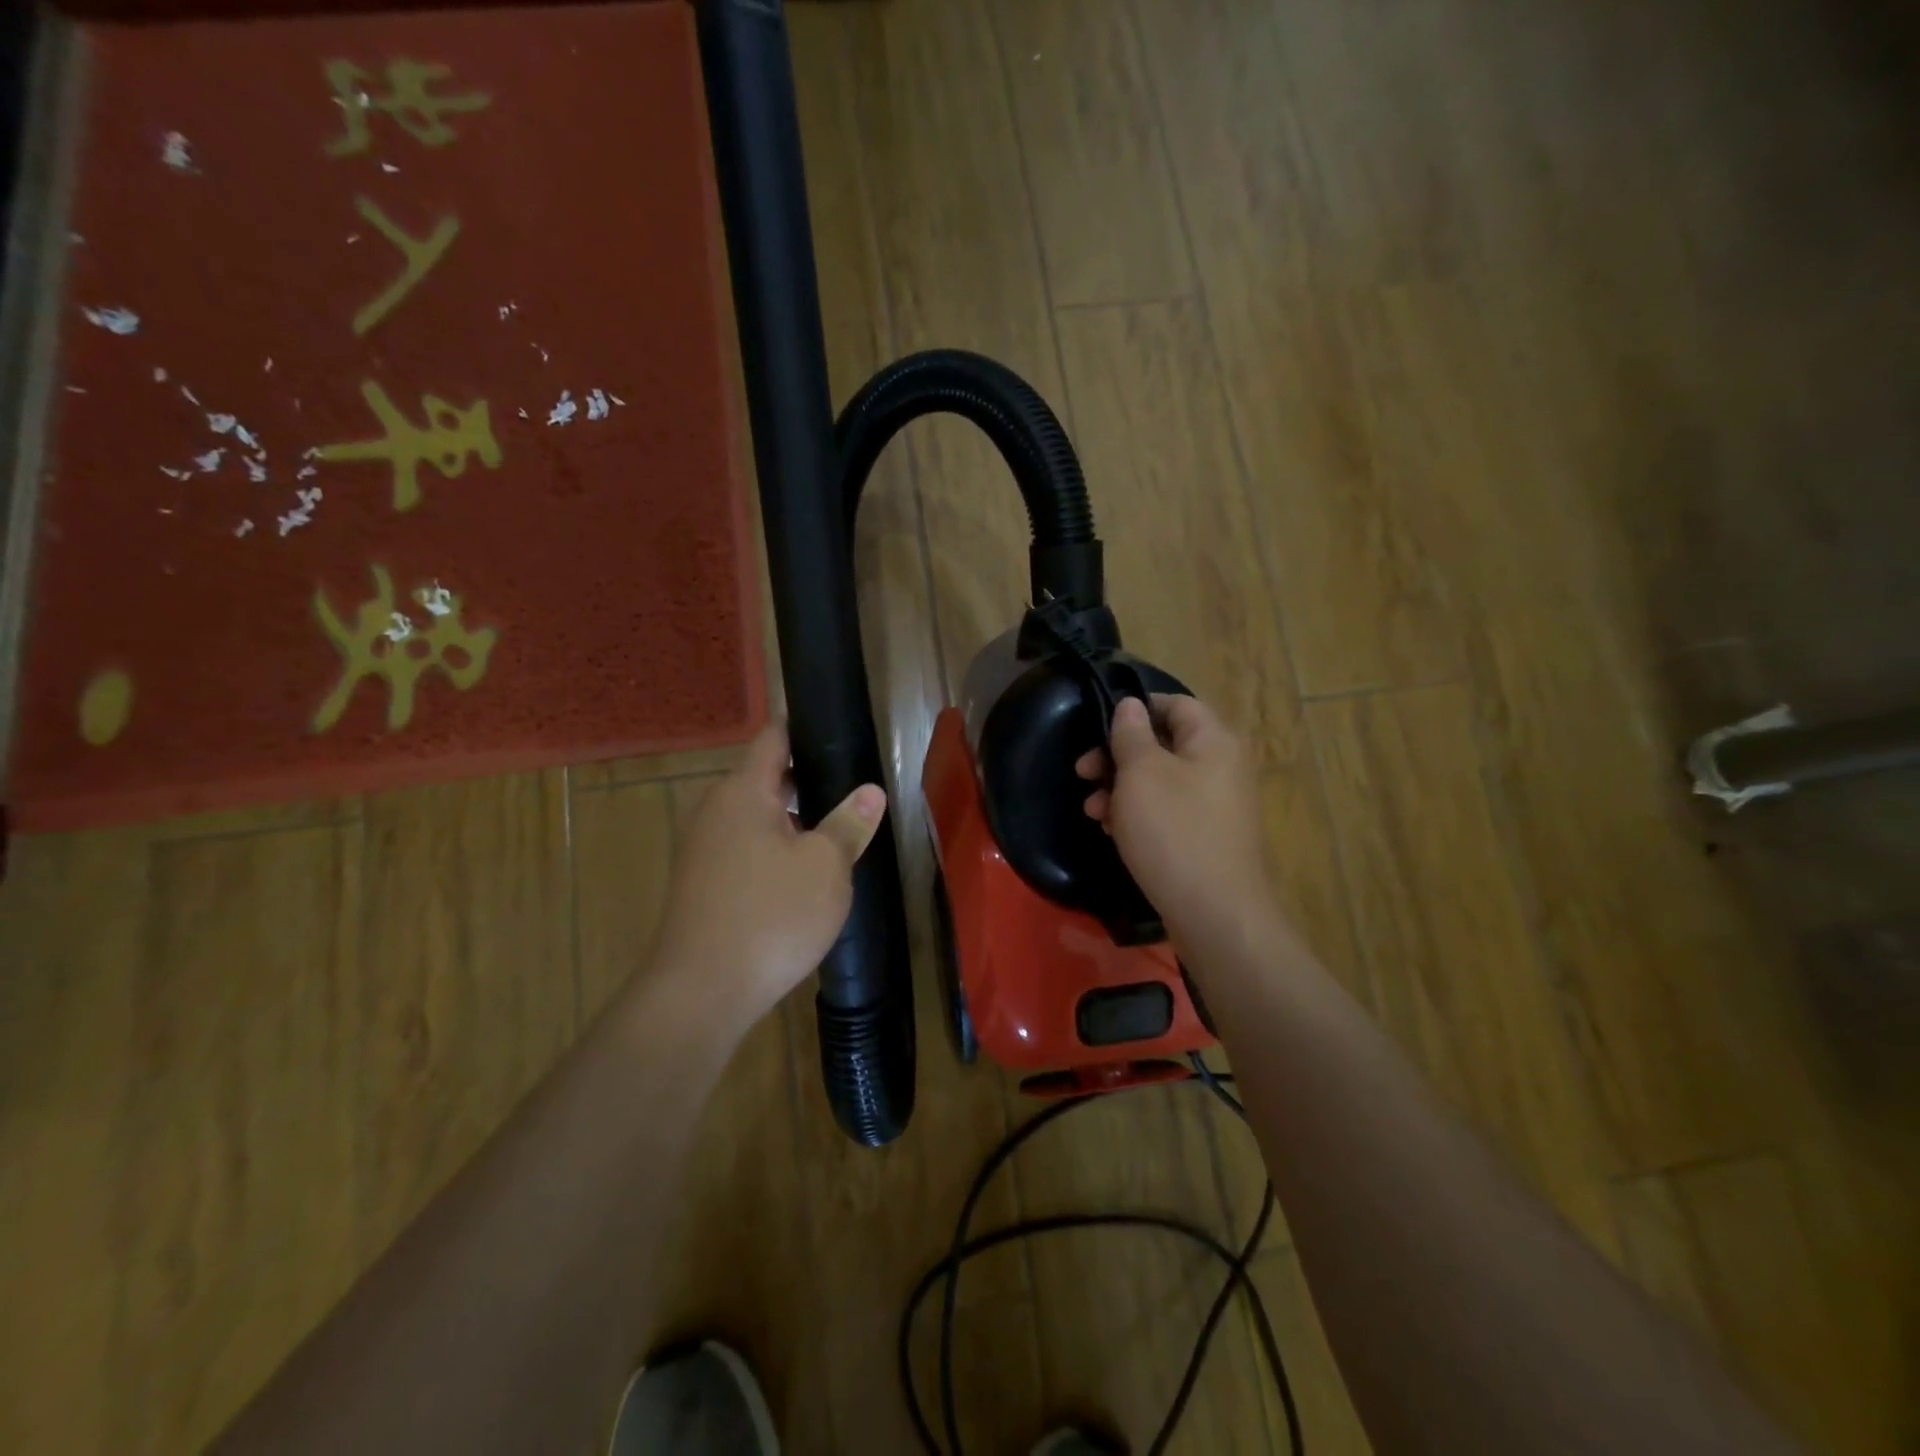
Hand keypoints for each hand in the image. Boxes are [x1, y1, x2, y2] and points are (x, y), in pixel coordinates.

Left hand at [649, 722, 886, 1026]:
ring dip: (793, 822)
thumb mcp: (826, 867)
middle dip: (808, 783)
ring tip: (835, 836)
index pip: (774, 739)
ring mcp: (704, 848)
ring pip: (757, 818)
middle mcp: (716, 810)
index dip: (805, 730)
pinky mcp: (702, 883)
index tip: (838, 734)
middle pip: (766, 779)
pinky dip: (774, 851)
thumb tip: (871, 792)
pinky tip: (802, 878)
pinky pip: (745, 850)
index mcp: (744, 791)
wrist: (701, 991)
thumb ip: (849, 824)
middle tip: (852, 794)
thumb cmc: (771, 915)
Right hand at [1077, 694, 1274, 950]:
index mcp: (1213, 741)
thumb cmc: (1173, 832)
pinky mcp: (1206, 837)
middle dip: (1118, 756)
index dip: (1136, 708)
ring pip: (1160, 781)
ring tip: (1092, 810)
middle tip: (1082, 772)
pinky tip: (1112, 831)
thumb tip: (1131, 705)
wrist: (1214, 914)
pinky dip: (1138, 814)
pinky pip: (1168, 812)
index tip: (1098, 726)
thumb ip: (1131, 734)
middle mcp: (1221, 767)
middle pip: (1164, 744)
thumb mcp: (1141, 774)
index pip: (1175, 704)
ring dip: (1121, 788)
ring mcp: (1216, 805)